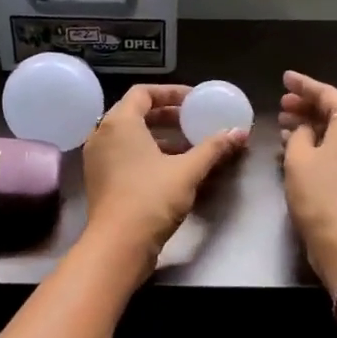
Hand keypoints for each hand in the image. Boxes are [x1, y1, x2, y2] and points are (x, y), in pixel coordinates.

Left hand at [82, 84, 247, 272]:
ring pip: (130, 137)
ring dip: (159, 137)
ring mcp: (98, 159)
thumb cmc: (151, 199)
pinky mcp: (100, 181)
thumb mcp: (187, 171)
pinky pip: (124, 156)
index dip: (171, 93)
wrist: (118, 245)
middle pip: (135, 113)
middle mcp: (102, 135)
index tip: (194, 101)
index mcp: (119, 123)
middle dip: (167, 116)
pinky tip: (171, 170)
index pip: (143, 93)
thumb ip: (213, 148)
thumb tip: (239, 132)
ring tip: (188, 147)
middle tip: (192, 121)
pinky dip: (147, 155)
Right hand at [279, 71, 336, 286]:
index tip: (285, 78)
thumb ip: (299, 133)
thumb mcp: (298, 158)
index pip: (328, 94)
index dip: (304, 85)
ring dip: (315, 126)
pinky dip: (325, 144)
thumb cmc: (319, 195)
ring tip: (285, 126)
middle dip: (309, 106)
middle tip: (282, 105)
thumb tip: (305, 129)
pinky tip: (301, 148)